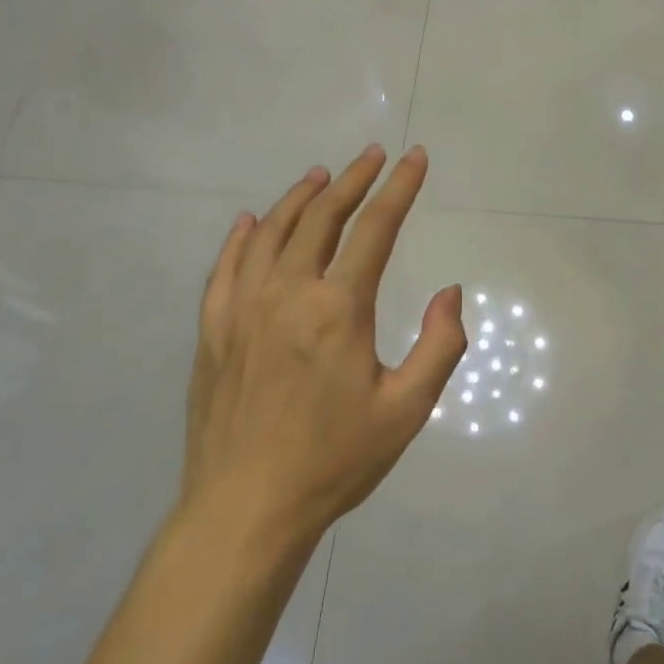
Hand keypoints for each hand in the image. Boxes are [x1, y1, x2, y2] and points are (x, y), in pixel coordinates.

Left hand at [183, 145, 464, 542]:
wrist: (246, 508)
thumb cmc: (334, 460)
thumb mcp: (407, 409)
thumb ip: (439, 346)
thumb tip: (450, 293)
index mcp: (338, 308)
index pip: (375, 229)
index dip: (400, 188)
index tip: (415, 158)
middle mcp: (287, 293)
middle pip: (322, 218)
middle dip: (353, 180)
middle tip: (373, 155)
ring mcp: (242, 309)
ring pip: (272, 233)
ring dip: (300, 198)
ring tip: (320, 176)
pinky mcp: (213, 331)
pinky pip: (226, 268)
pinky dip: (243, 237)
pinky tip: (251, 222)